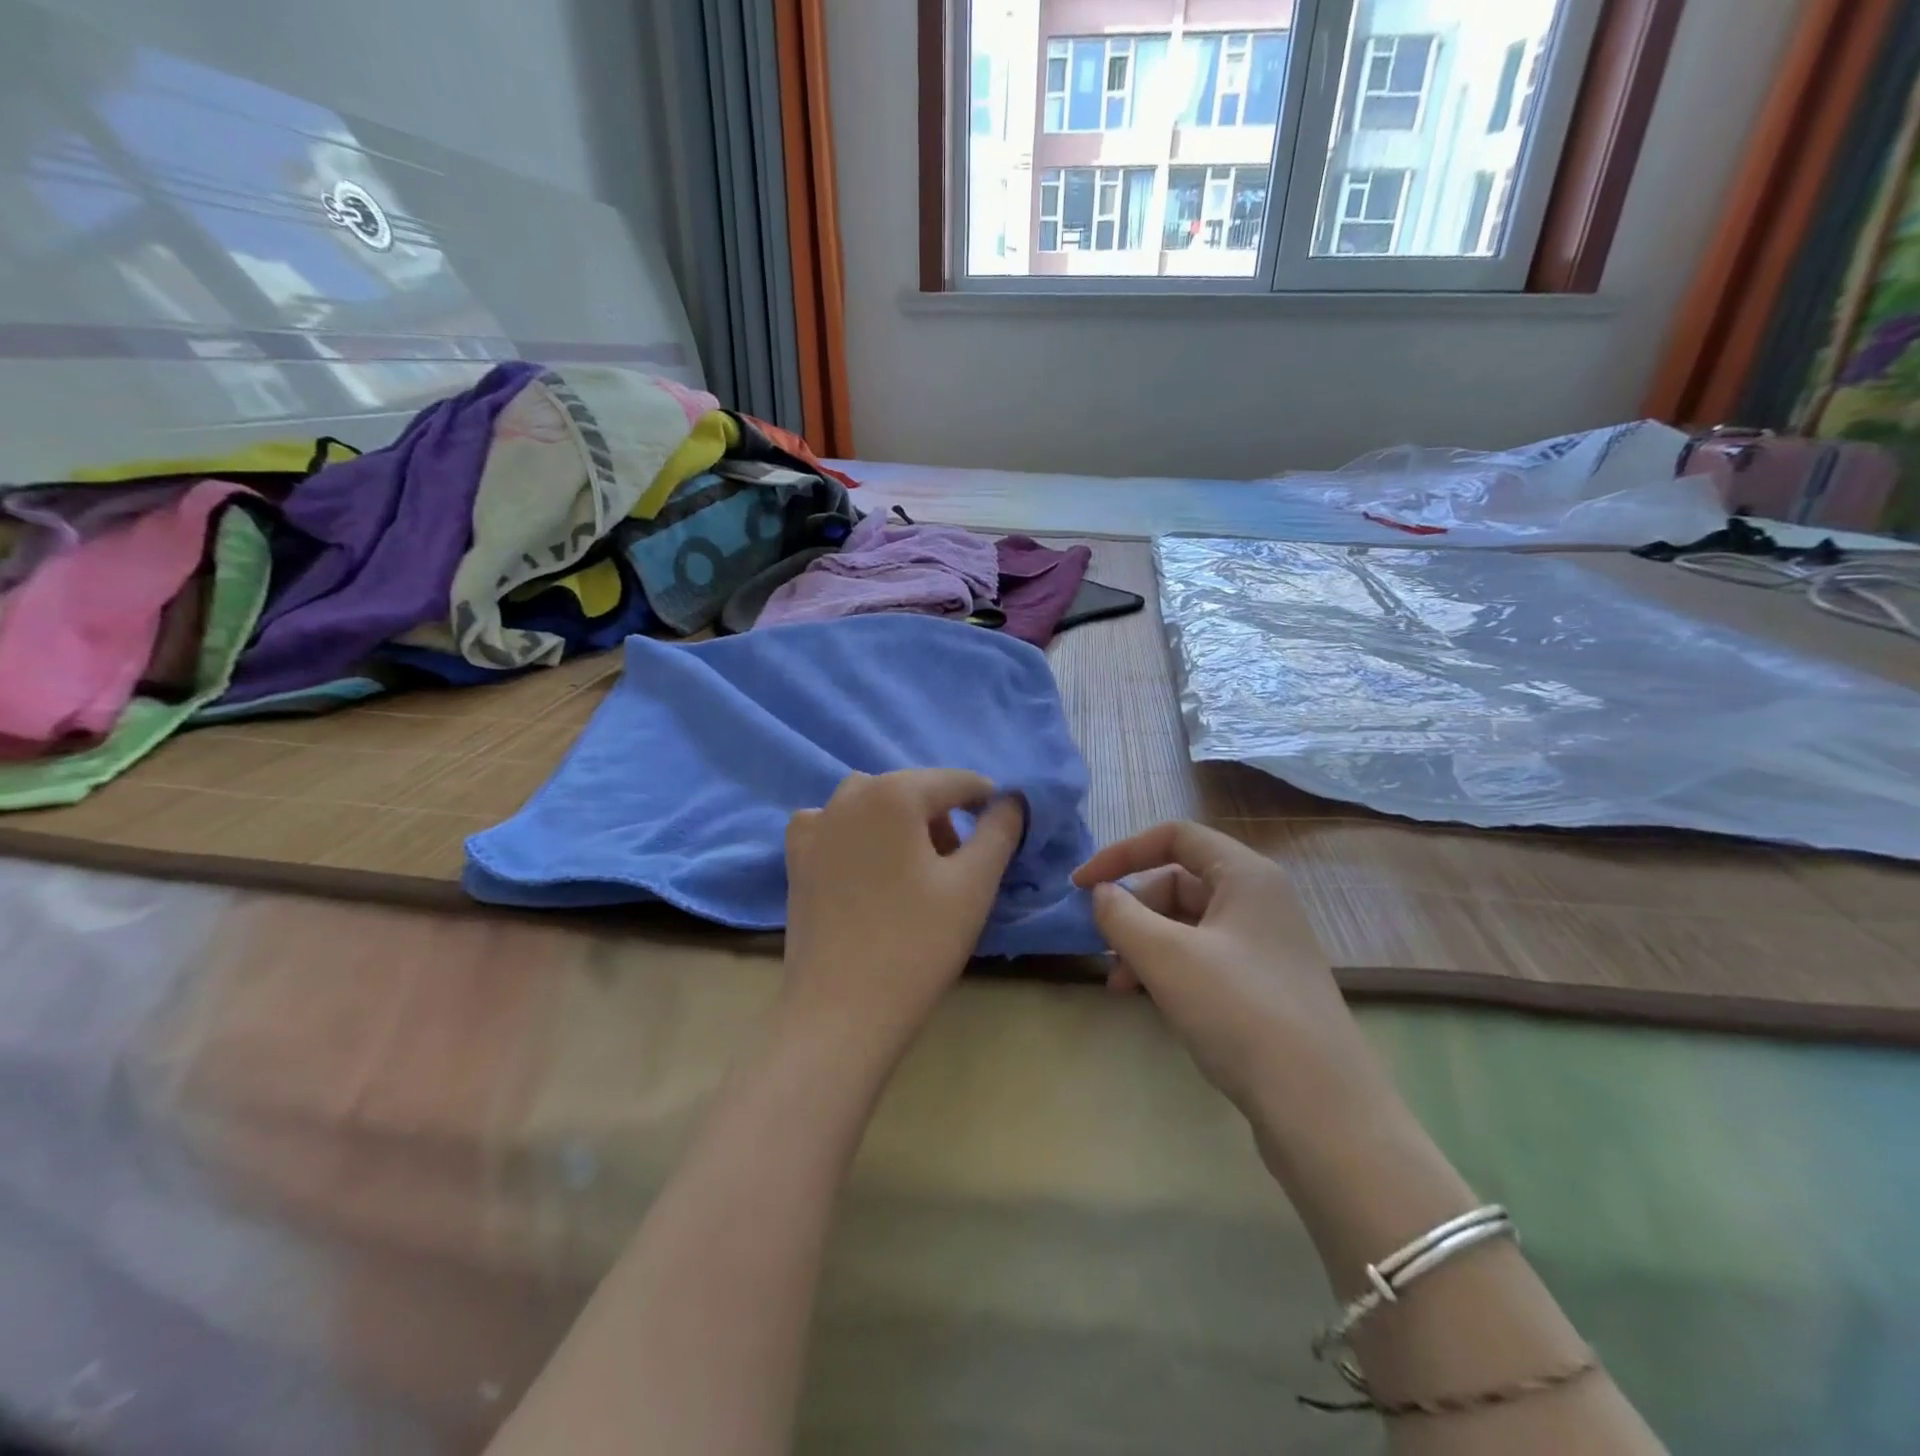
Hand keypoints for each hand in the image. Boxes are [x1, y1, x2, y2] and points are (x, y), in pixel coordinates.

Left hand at [781, 769, 1026, 1057]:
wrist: (841, 1011)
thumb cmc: (918, 943)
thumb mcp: (974, 884)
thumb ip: (999, 831)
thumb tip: (1011, 800)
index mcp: (894, 793)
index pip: (956, 781)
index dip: (986, 801)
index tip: (1002, 830)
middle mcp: (849, 796)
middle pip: (912, 790)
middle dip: (942, 817)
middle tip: (960, 865)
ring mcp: (816, 827)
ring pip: (872, 804)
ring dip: (900, 822)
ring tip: (916, 870)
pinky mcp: (797, 859)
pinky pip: (834, 826)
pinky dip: (856, 834)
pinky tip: (866, 867)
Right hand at [1073, 821, 1365, 1111]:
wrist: (1320, 1109)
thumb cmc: (1240, 1012)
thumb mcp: (1167, 957)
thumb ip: (1121, 915)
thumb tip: (1102, 894)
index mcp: (1246, 875)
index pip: (1174, 836)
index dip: (1122, 853)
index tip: (1082, 885)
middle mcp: (1260, 900)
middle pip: (1178, 882)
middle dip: (1134, 911)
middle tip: (1102, 947)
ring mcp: (1264, 944)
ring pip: (1187, 924)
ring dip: (1146, 944)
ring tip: (1120, 984)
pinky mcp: (1264, 985)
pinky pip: (1203, 956)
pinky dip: (1169, 968)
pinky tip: (1150, 999)